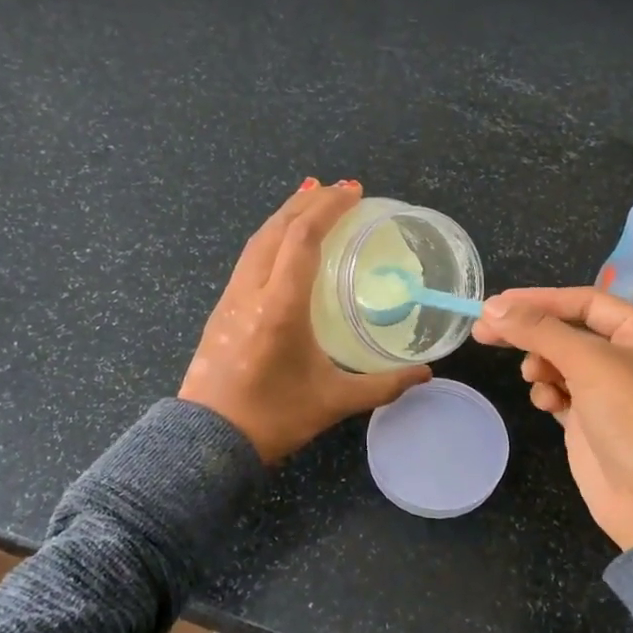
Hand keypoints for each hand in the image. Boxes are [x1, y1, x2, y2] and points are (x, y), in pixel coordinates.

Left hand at [180, 180, 430, 463]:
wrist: (207, 442)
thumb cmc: (273, 419)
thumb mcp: (334, 402)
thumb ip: (383, 385)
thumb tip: (425, 374)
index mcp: (280, 306)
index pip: (302, 239)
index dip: (329, 209)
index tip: (354, 193)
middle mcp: (252, 291)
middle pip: (277, 229)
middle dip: (308, 201)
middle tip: (339, 190)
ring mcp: (231, 298)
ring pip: (257, 240)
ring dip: (286, 215)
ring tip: (312, 202)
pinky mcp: (221, 309)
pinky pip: (248, 258)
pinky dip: (271, 237)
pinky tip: (283, 244)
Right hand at [473, 287, 632, 549]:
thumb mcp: (589, 363)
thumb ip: (539, 330)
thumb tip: (492, 308)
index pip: (585, 301)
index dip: (540, 300)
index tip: (495, 305)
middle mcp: (630, 357)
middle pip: (568, 331)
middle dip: (530, 333)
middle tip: (484, 333)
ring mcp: (611, 391)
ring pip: (560, 361)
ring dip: (541, 365)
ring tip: (534, 378)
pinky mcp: (592, 421)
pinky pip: (561, 392)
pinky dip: (549, 393)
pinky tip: (548, 405)